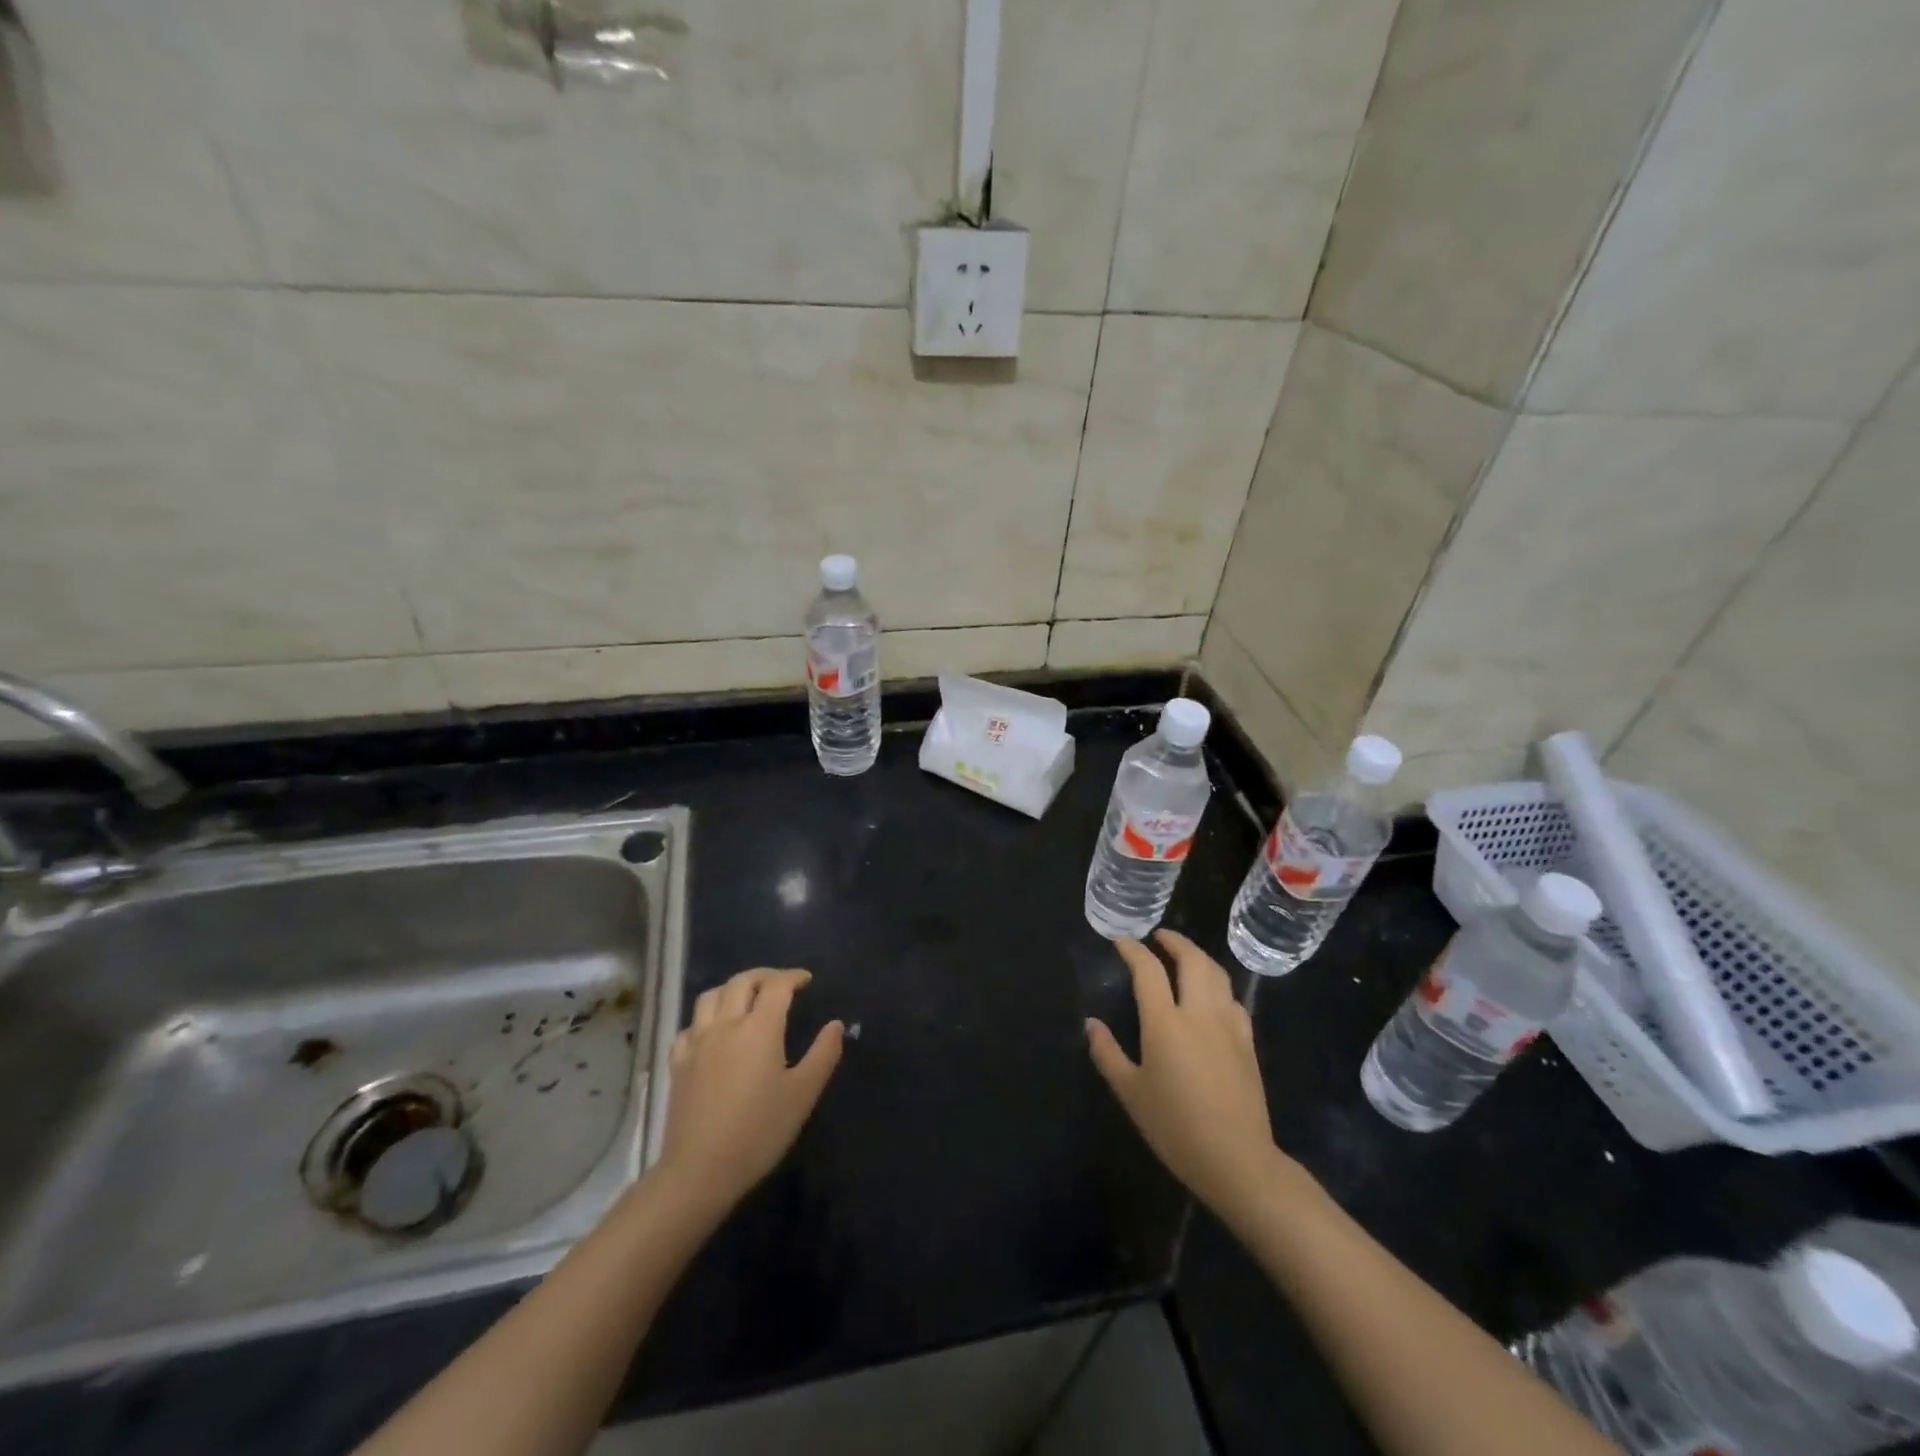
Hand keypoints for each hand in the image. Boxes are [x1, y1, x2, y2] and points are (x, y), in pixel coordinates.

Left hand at [655, 968, 843, 1212]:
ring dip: (732, 988)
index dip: (793, 977)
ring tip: (747, 999)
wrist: (700, 1171)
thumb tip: (835, 1024)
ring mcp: (697, 1043)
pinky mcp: (678, 1064)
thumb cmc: (759, 1132)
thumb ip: (823, 1054)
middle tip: (781, 984)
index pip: (777, 986)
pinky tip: (713, 1032)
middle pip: (742, 982)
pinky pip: (689, 1026)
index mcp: (760, 1028)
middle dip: (764, 976)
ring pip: (710, 996)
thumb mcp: (802, 1095)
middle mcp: (726, 1025)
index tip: (806, 980)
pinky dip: (705, 1018)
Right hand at [1087, 931, 1295, 1220]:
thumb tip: (1091, 1024)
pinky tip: (1212, 996)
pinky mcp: (1247, 1042)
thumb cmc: (1175, 1126)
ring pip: (1217, 974)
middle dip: (1174, 941)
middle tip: (1158, 936)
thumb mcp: (1130, 1092)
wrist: (1236, 1159)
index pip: (1147, 970)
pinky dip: (1218, 985)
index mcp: (1165, 1022)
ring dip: (1198, 956)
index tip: (1121, 941)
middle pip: (1191, 959)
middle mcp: (1198, 1013)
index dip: (1132, 949)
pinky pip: (1233, 999)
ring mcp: (1228, 1025)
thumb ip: (1107, 1053)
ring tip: (1184, 956)